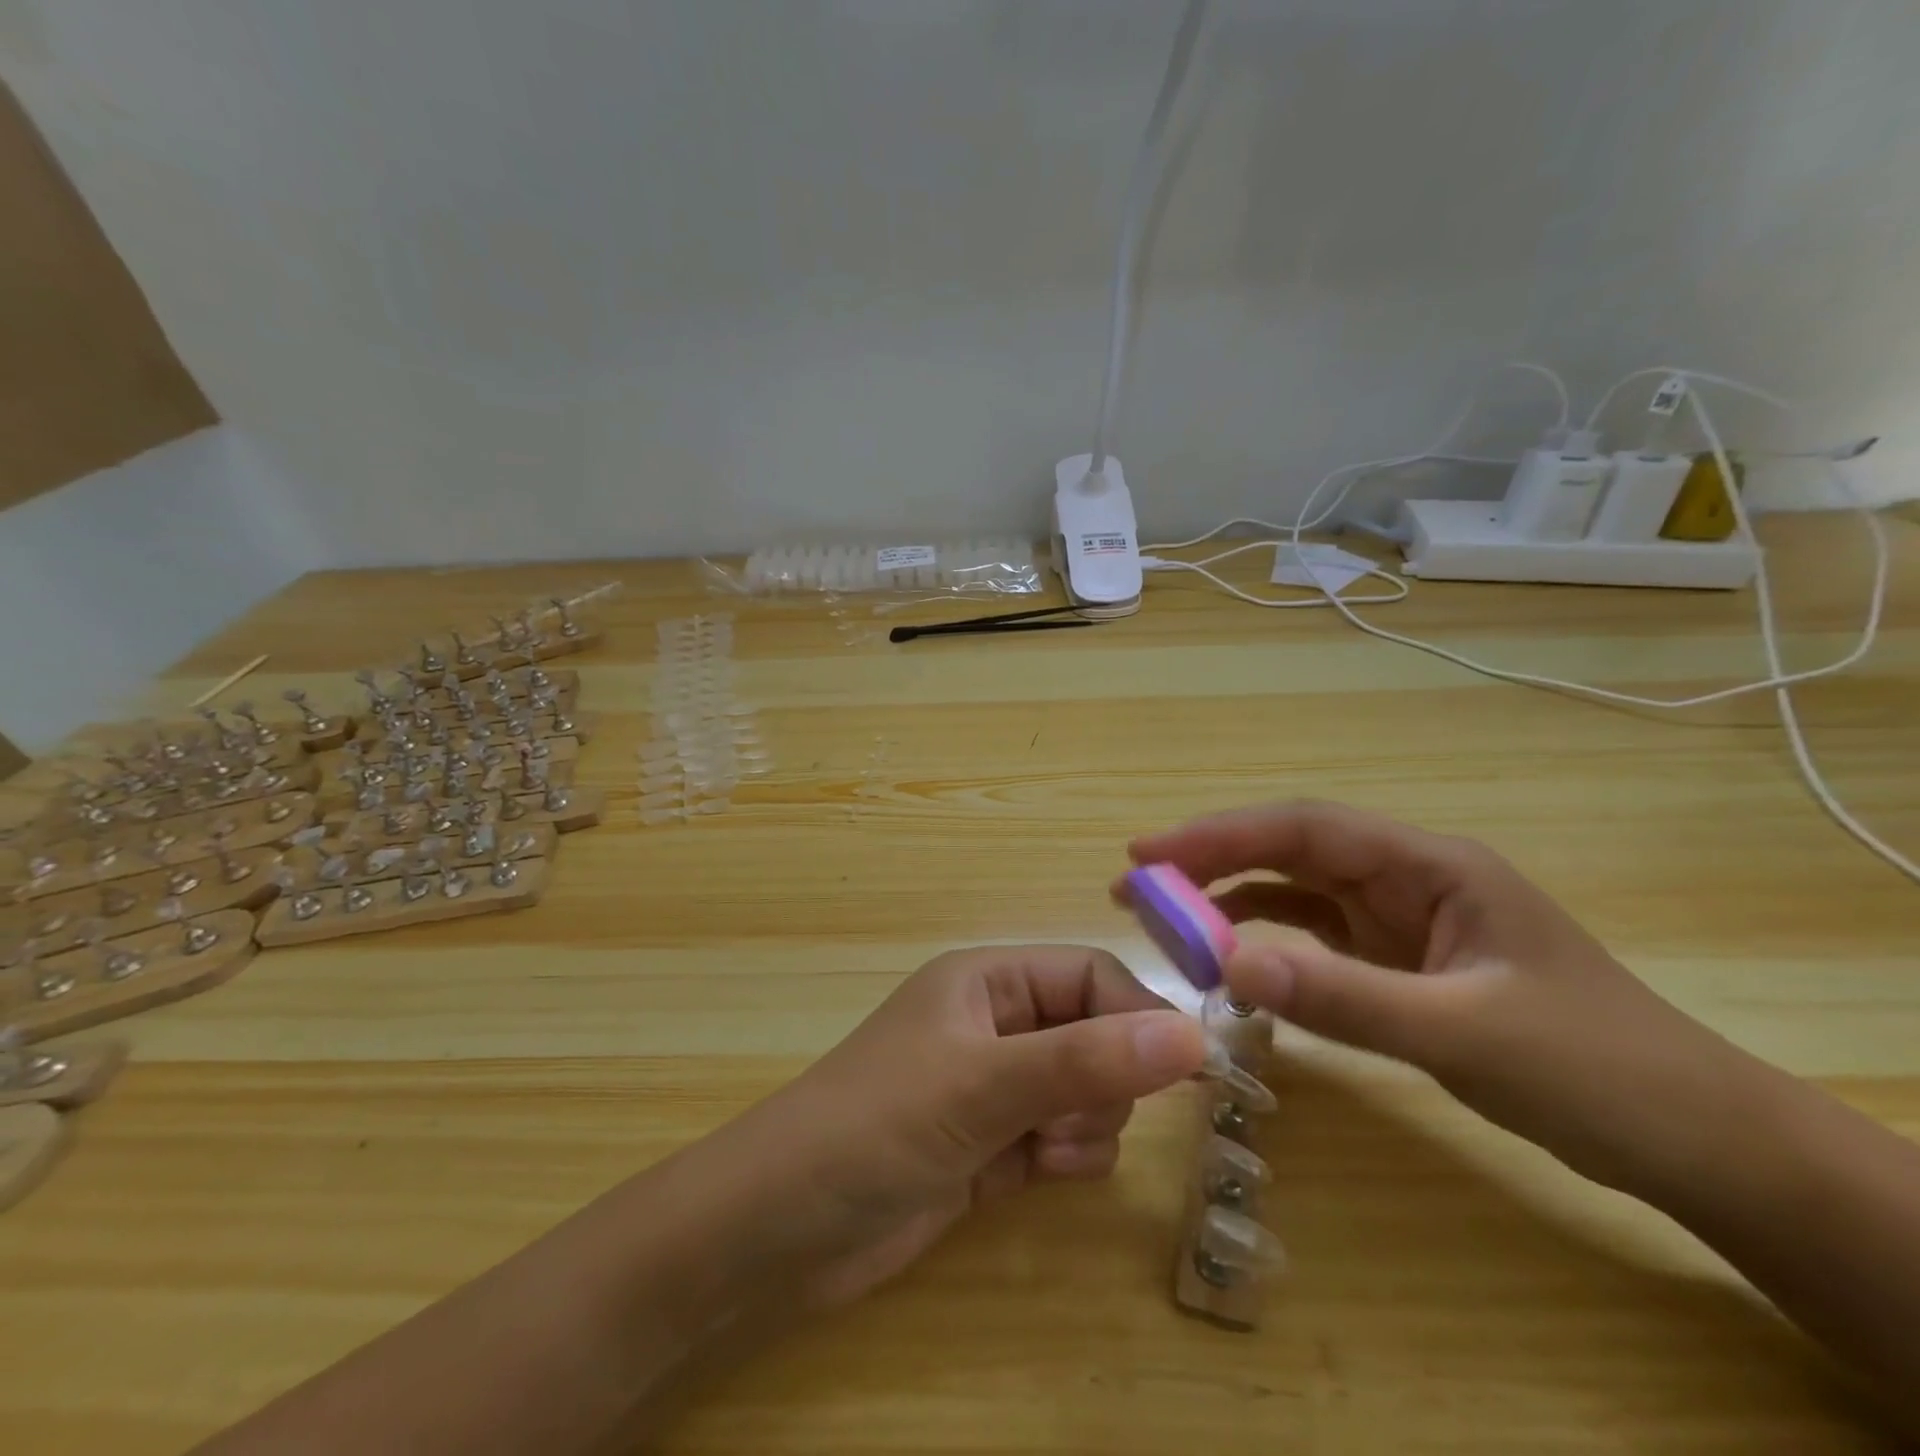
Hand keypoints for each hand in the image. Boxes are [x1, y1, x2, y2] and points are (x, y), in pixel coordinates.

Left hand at [731, 946, 1206, 1308]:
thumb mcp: (983, 1084)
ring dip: (1084, 1124)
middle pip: (1096, 1033)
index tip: (1188, 1067)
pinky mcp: (993, 1145)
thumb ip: (1087, 1060)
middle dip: (1103, 1079)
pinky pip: (1064, 1136)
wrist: (782, 1229)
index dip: (1139, 1014)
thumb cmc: (878, 1126)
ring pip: (1086, 1090)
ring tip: (1041, 1152)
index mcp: (987, 980)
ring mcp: (994, 1086)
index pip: (1090, 974)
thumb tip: (1194, 1034)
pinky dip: (1065, 1155)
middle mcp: (995, 1024)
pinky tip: (1034, 1175)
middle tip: (1070, 1117)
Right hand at [1126, 800, 1769, 1200]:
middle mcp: (1404, 879)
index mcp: (1427, 864)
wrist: (1693, 1141)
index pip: (1302, 828)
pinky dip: (1265, 947)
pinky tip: (1229, 964)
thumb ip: (1343, 997)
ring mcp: (1399, 922)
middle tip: (1136, 887)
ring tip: (1164, 923)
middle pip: (1287, 854)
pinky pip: (1312, 941)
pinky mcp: (1397, 964)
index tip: (1149, 854)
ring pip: (1293, 895)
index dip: (1219, 835)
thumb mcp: (1463, 1031)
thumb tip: (1227, 967)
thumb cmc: (1594, 1068)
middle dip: (1209, 864)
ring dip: (1228, 903)